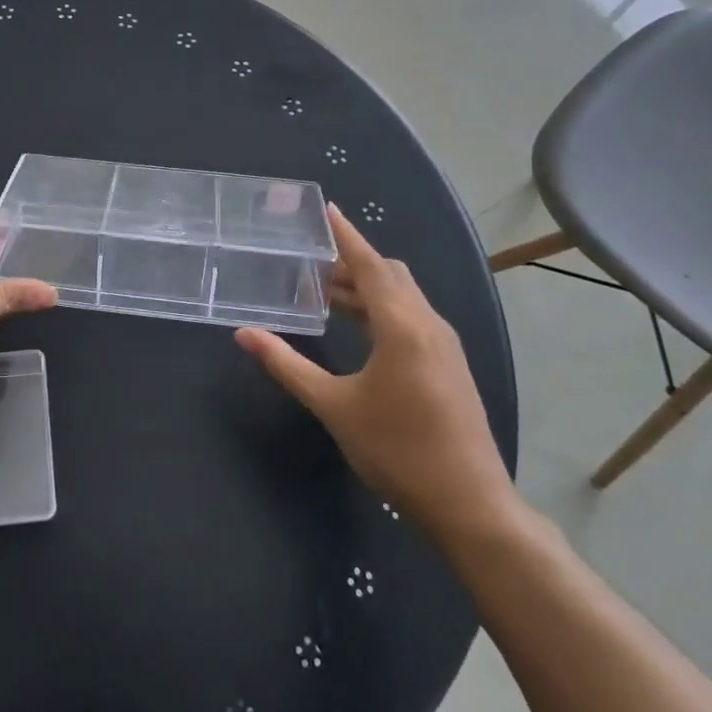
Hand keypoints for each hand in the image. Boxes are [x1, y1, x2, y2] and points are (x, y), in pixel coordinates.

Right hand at [235, 206, 519, 548]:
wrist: (468, 502)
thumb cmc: (396, 449)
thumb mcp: (334, 406)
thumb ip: (287, 365)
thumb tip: (244, 334)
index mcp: (403, 325)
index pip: (370, 265)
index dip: (346, 236)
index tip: (326, 210)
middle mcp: (429, 324)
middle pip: (389, 275)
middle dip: (351, 264)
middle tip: (310, 264)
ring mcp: (444, 345)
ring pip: (403, 298)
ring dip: (366, 289)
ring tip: (325, 293)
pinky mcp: (448, 365)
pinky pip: (412, 318)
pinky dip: (381, 310)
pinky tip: (358, 330)